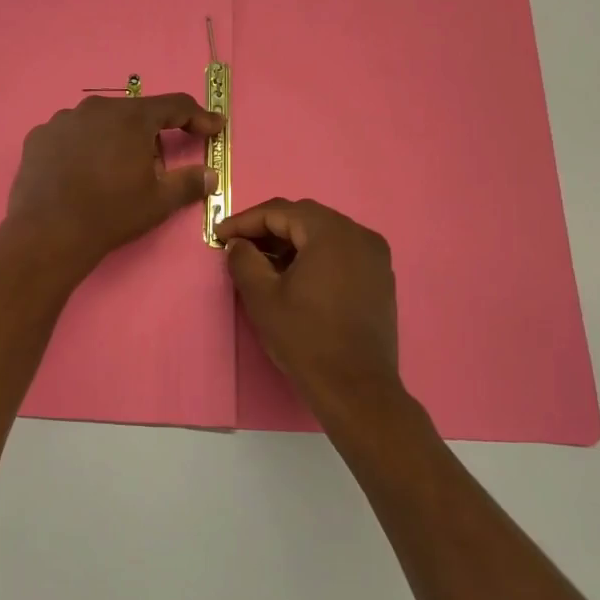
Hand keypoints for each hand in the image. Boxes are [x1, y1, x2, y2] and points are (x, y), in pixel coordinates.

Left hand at [4, 93, 223, 281]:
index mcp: (131, 118)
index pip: (174, 106)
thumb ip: (189, 183)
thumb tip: (211, 175)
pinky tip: (80, 173)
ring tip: (112, 172)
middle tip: (154, 165)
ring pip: (99, 123)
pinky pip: (70, 136)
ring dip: (112, 139)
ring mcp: (63, 120)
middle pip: (133, 114)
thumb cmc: (110, 214)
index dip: (198, 117)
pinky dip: (81, 149)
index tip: (214, 127)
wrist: (48, 233)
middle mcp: (96, 108)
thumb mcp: (158, 202)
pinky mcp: (39, 137)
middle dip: (149, 135)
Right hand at [216, 198, 413, 430]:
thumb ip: (244, 260)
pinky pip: (341, 252)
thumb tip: (238, 244)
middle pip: (305, 217)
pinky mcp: (380, 278)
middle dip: (268, 228)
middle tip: (238, 245)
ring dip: (291, 241)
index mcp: (331, 233)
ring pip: (324, 234)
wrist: (356, 388)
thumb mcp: (262, 297)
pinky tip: (294, 275)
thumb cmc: (305, 338)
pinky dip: (314, 255)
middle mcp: (359, 235)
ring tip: (262, 261)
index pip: (280, 211)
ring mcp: (375, 256)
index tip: (219, 235)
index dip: (245, 220)